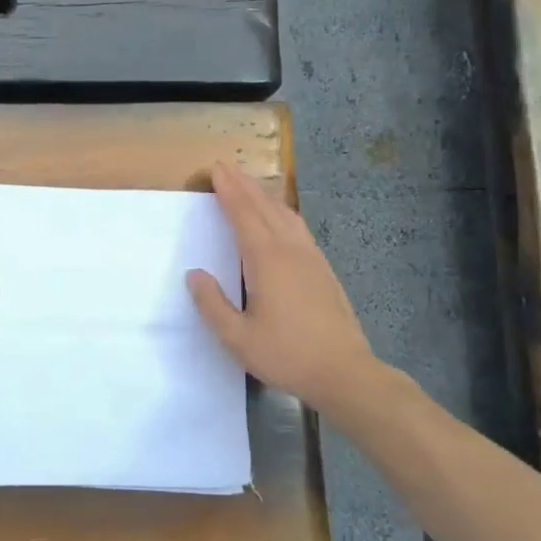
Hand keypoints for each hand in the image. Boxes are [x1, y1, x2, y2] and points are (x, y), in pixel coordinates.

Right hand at [186, 160, 379, 410]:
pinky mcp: (323, 270)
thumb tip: (195, 274)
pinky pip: (298, 228)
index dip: (228, 190)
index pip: (243, 214)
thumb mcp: (237, 338)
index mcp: (267, 260)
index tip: (215, 169)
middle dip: (244, 185)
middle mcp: (290, 250)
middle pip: (265, 207)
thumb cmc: (287, 355)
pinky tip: (280, 220)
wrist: (345, 372)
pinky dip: (282, 213)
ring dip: (264, 196)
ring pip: (285, 215)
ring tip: (249, 186)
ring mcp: (311, 258)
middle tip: (226, 167)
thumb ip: (212, 304)